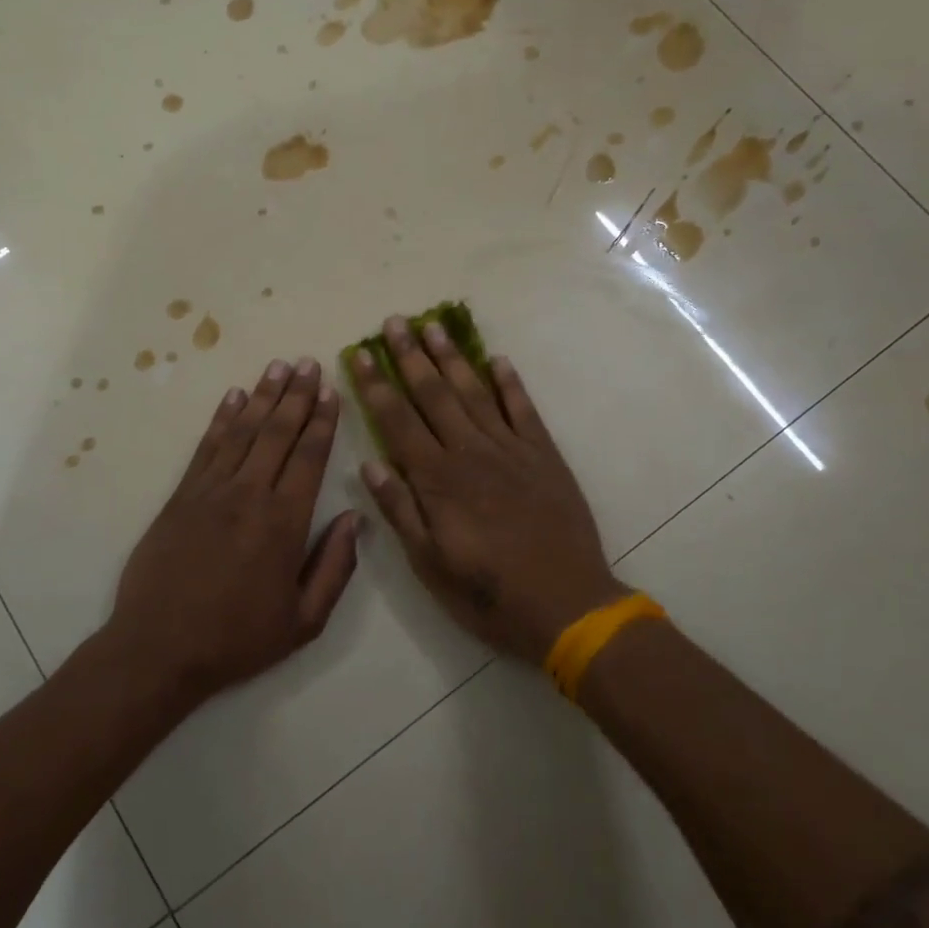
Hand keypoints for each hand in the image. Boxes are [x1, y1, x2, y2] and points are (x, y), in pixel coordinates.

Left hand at [106, 357, 360, 705]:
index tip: (332, 391)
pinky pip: (206, 447)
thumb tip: (355, 518)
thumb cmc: (237, 638)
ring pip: (243, 431)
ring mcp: (211, 491)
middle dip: (297, 395)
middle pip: (278, 433)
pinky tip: (233, 396)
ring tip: (278, 366)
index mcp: (284, 522)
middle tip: (309, 362)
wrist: (158, 649)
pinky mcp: (181, 496)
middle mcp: (249, 495)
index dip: (323, 422)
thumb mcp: (304, 620)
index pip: (309, 458)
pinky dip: (222, 418)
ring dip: (263, 396)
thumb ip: (335, 567)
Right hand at [351, 317, 623, 663]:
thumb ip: (400, 510)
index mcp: (437, 479)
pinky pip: (523, 409)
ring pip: (474, 392)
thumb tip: (369, 463)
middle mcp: (470, 452)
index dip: (376, 385)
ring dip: (452, 357)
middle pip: (433, 394)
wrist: (567, 605)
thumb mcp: (429, 564)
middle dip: (410, 356)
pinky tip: (497, 359)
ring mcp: (510, 449)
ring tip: (434, 326)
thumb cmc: (488, 593)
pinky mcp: (544, 455)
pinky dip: (510, 383)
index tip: (360, 353)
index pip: (397, 421)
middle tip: (395, 322)